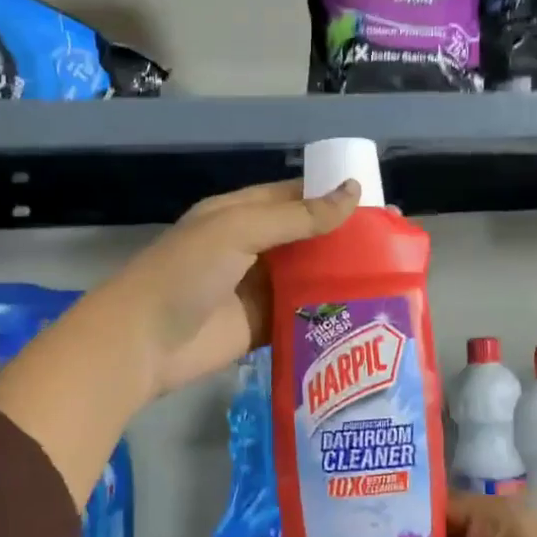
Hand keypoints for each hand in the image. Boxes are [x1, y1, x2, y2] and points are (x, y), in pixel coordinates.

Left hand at [0, 179, 357, 508]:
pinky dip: (326, 313)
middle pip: (305, 238)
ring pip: (307, 277)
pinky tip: (363, 313)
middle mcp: (250, 248)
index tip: (377, 203)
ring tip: (390, 278)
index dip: (332, 196)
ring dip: (339, 277)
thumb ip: (296, 217)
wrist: (142, 343)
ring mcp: (256, 289)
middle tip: (394, 244)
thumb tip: (353, 193)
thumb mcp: (239, 231)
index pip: (294, 197)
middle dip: (343, 239)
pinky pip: (300, 314)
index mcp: (240, 214)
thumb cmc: (185, 273)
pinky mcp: (260, 326)